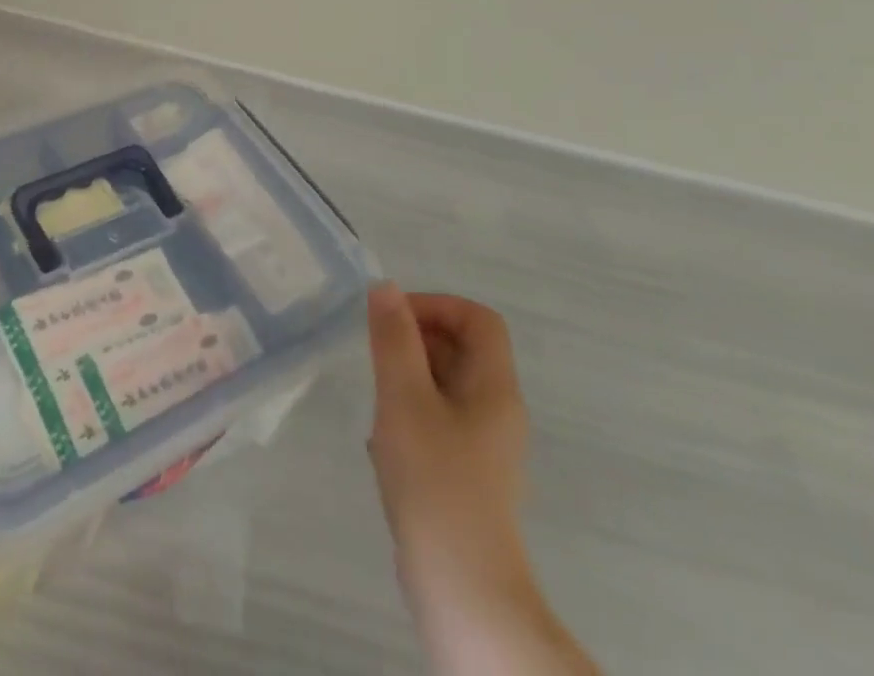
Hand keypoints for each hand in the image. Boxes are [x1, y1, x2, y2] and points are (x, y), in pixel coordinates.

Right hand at [366, 285, 533, 617]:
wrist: (461, 586)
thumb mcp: (404, 397)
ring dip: (407, 377)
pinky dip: (409, 413)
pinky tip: (383, 441)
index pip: (478, 319)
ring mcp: (485, 446)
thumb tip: (385, 288)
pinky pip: (439, 420)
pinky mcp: (467, 475)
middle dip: (416, 339)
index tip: (391, 320)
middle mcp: (498, 411)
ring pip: (446, 385)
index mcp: (494, 388)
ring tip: (376, 399)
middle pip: (463, 349)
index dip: (435, 305)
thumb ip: (393, 338)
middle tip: (376, 356)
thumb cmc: (433, 478)